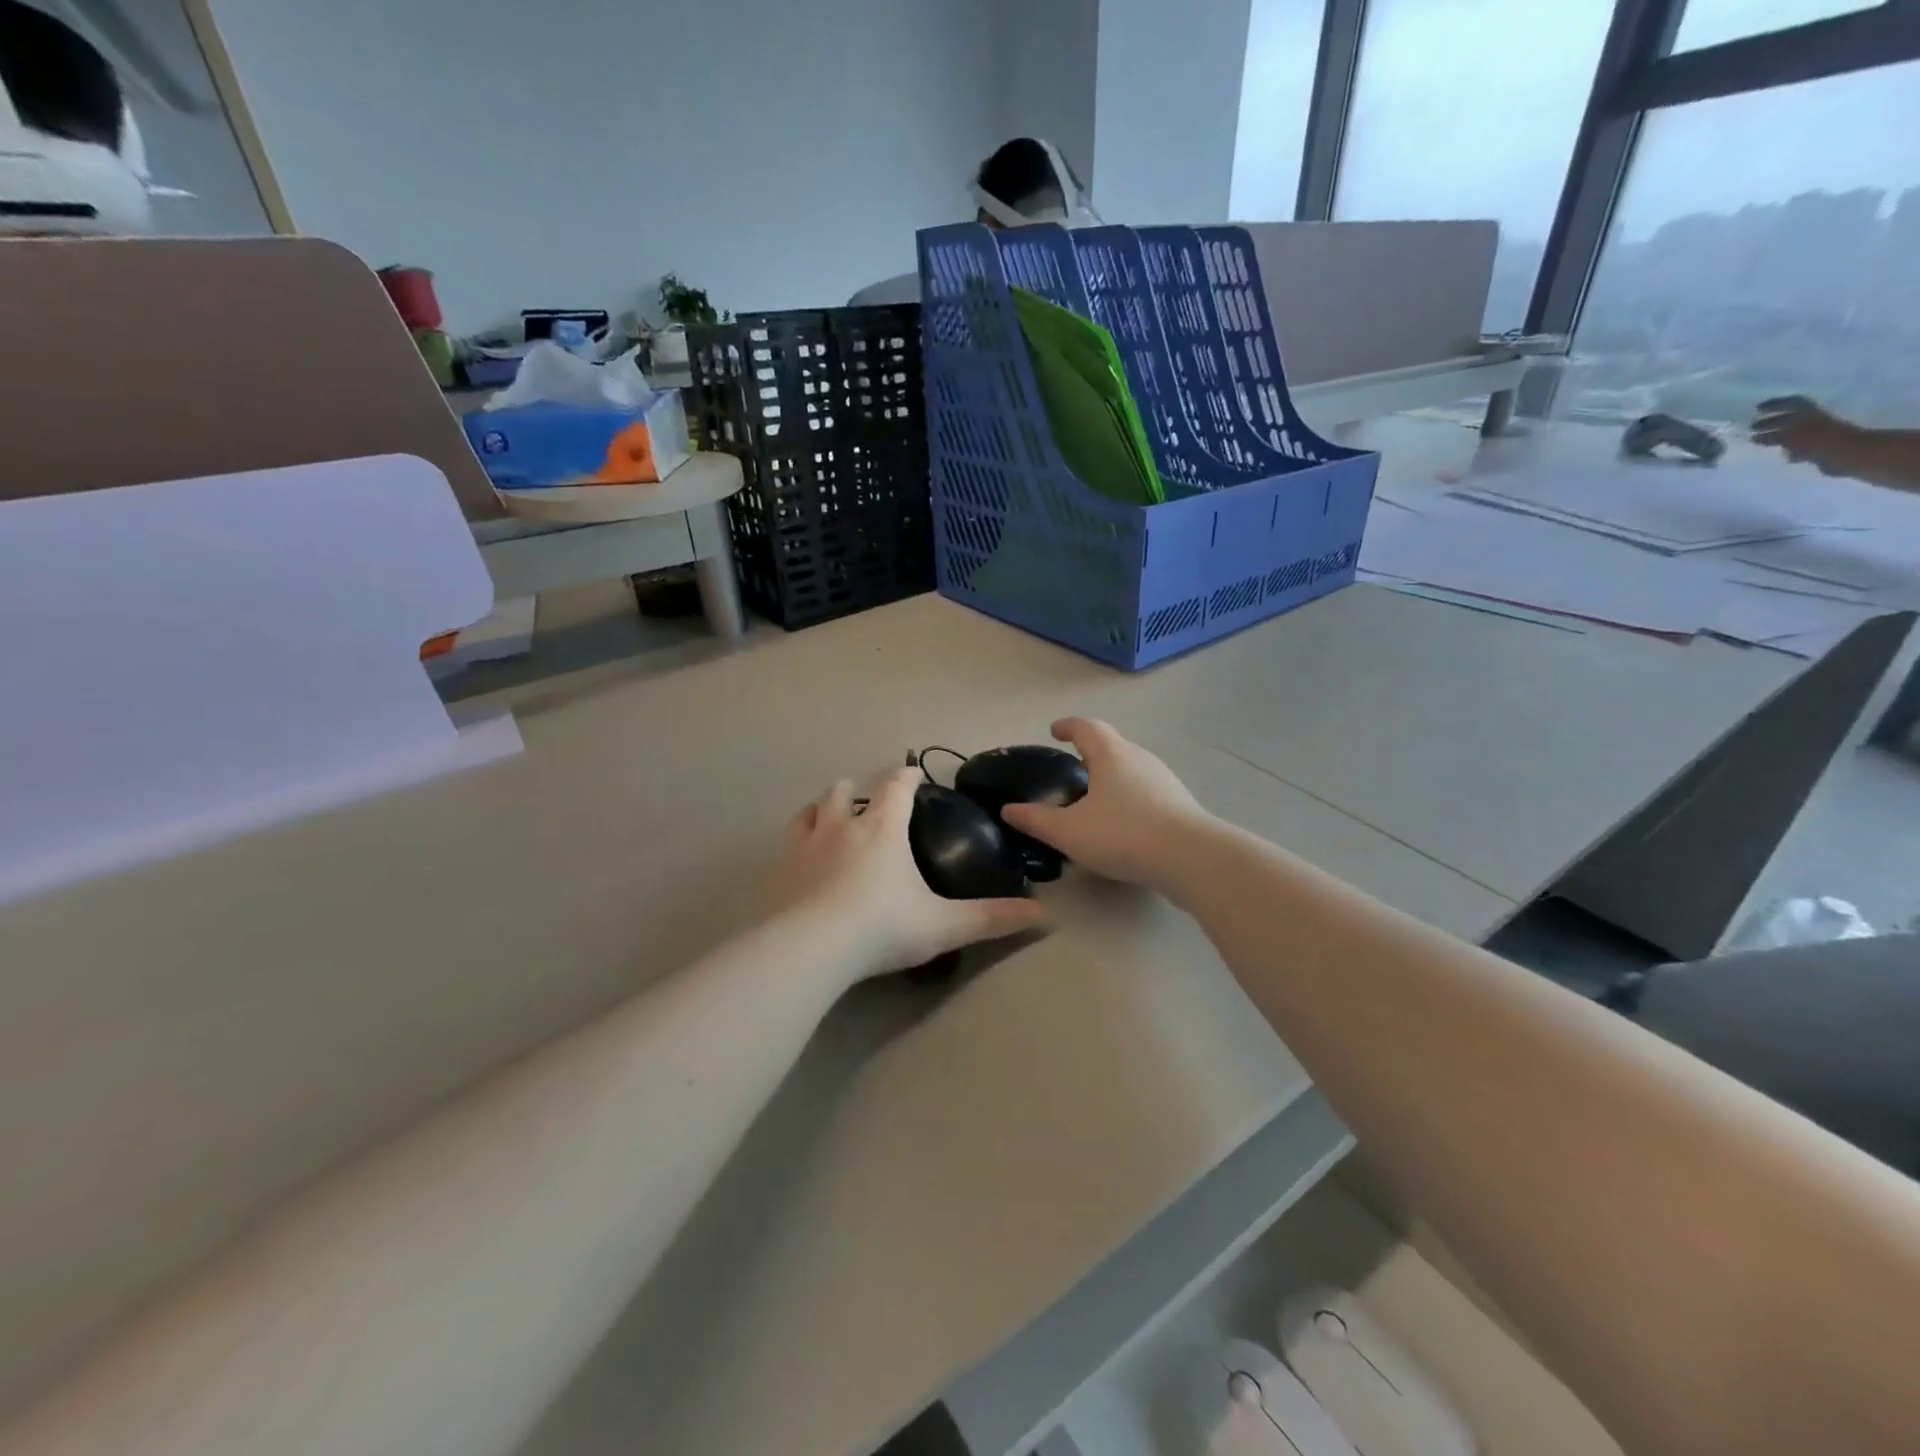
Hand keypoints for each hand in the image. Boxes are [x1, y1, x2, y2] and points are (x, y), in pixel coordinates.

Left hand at [766, 769, 1044, 980]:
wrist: (811, 948)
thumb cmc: (882, 928)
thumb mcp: (944, 925)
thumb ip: (991, 918)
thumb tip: (1042, 913)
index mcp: (882, 829)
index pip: (896, 787)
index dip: (907, 775)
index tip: (914, 773)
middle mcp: (841, 826)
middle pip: (846, 790)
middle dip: (859, 787)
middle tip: (868, 796)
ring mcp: (805, 846)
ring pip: (812, 810)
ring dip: (824, 806)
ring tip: (831, 814)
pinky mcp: (779, 870)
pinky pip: (788, 842)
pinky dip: (798, 839)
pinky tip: (800, 855)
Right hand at [1001, 719, 1210, 891]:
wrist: (1191, 858)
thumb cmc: (1124, 835)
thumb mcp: (1069, 832)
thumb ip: (1036, 820)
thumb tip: (1008, 810)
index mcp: (1111, 755)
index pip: (1086, 728)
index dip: (1068, 726)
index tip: (1054, 730)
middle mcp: (1139, 758)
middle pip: (1112, 745)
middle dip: (1091, 752)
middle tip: (1073, 767)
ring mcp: (1164, 780)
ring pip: (1131, 768)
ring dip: (1112, 775)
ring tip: (1096, 796)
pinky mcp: (1180, 803)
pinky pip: (1147, 790)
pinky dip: (1129, 796)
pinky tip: (1123, 821)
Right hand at [1753, 396, 1868, 476]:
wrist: (1849, 455)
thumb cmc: (1820, 442)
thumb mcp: (1792, 436)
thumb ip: (1772, 437)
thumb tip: (1754, 438)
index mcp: (1808, 414)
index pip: (1790, 403)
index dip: (1774, 404)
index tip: (1756, 409)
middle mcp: (1813, 420)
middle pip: (1790, 418)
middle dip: (1770, 422)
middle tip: (1751, 428)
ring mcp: (1818, 433)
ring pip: (1793, 432)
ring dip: (1776, 436)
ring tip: (1759, 442)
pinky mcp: (1820, 447)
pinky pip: (1799, 445)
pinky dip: (1787, 448)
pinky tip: (1778, 453)